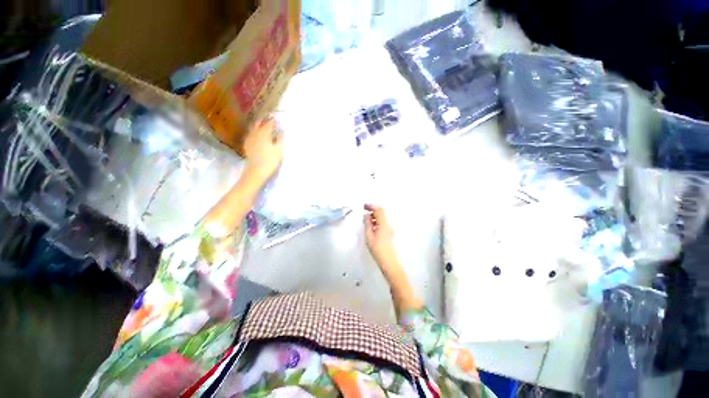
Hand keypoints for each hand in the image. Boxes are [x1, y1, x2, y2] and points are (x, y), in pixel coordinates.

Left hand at [243, 118, 283, 185]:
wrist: (257, 170)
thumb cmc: (270, 160)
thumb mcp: (279, 150)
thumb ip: (280, 139)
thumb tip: (281, 131)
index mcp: (264, 133)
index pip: (269, 123)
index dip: (273, 120)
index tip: (277, 118)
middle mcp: (255, 133)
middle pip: (258, 123)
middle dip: (264, 120)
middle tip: (269, 120)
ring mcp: (249, 139)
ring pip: (253, 128)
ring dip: (258, 126)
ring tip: (263, 127)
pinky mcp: (247, 145)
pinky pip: (250, 135)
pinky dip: (254, 133)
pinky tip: (256, 136)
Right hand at [364, 204, 422, 315]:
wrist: (389, 262)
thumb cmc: (378, 250)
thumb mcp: (369, 236)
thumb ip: (368, 224)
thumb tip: (366, 215)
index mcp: (383, 224)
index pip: (378, 210)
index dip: (371, 206)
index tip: (364, 206)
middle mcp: (388, 224)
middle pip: (382, 212)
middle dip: (373, 210)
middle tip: (364, 211)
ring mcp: (390, 229)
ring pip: (382, 217)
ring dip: (375, 216)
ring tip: (366, 220)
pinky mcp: (390, 233)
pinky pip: (383, 223)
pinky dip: (377, 221)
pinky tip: (372, 226)